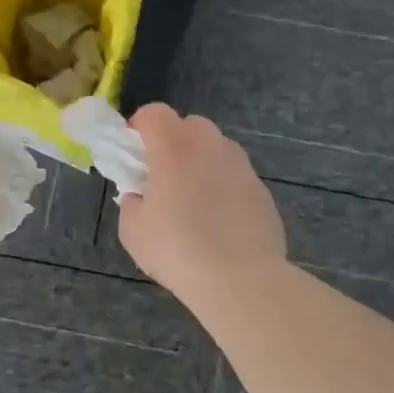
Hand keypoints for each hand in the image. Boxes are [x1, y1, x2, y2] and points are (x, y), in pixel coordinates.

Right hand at [118, 104, 286, 299]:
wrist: (240, 279)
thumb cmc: (177, 250)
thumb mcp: (133, 231)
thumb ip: (132, 204)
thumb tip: (140, 198)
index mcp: (174, 147)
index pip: (154, 112)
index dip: (140, 126)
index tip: (134, 153)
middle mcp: (211, 146)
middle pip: (190, 125)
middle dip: (174, 141)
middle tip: (163, 176)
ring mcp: (241, 166)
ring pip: (217, 149)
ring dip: (201, 163)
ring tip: (194, 202)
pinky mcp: (262, 190)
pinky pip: (236, 177)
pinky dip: (224, 188)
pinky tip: (220, 223)